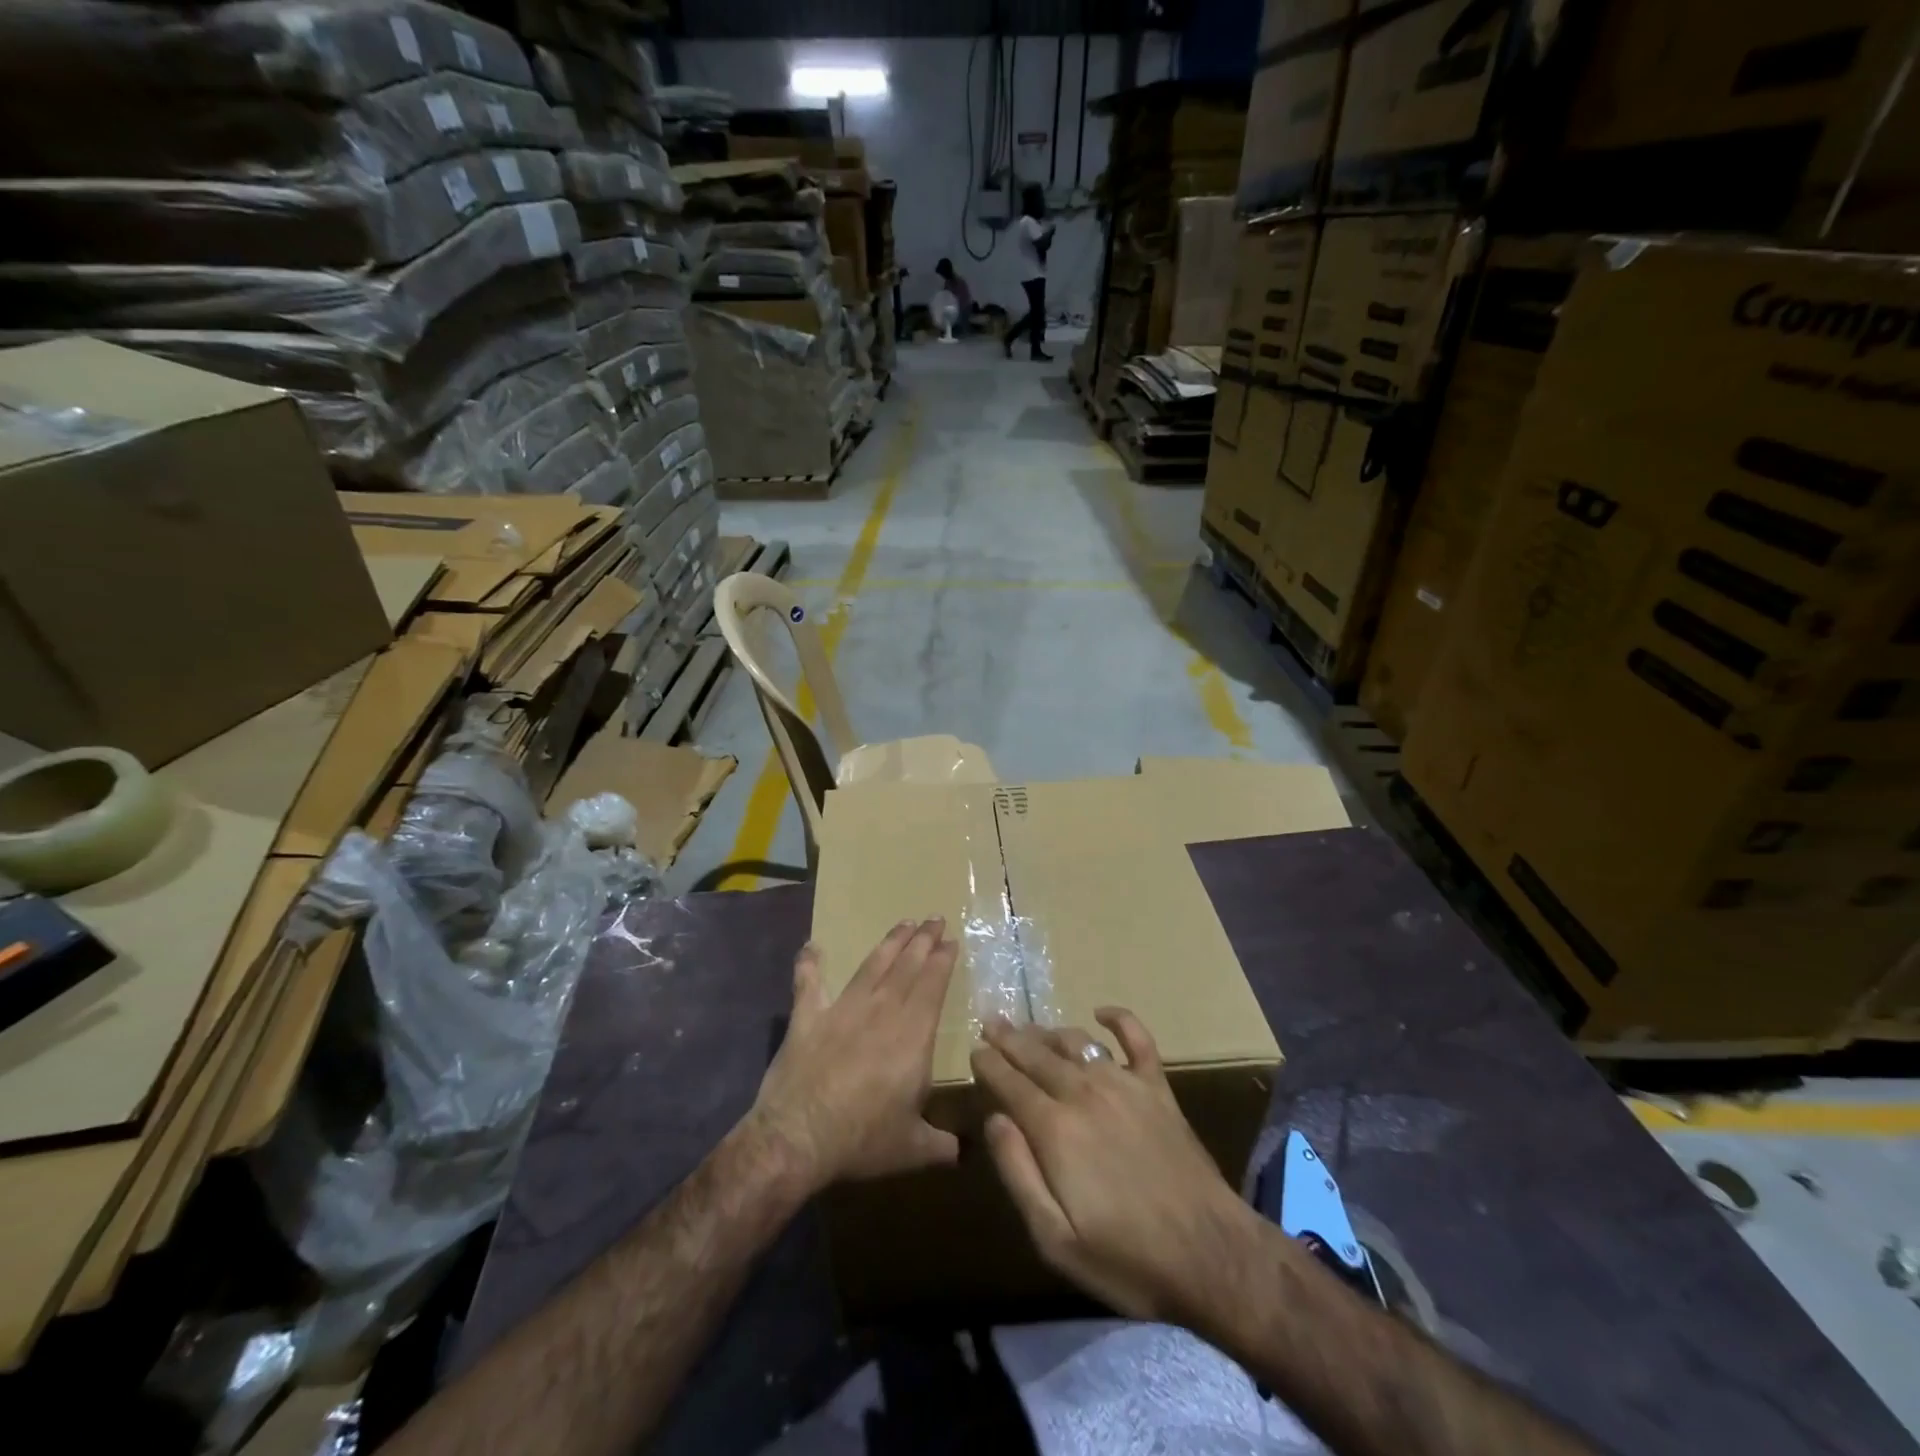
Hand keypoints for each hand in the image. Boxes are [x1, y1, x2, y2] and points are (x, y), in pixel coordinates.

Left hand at [748, 919, 959, 1192]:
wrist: (799, 1137)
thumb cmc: (863, 1140)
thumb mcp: (913, 1148)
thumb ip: (941, 1144)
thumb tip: (963, 1152)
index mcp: (913, 1035)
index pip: (933, 985)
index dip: (942, 960)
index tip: (950, 940)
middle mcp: (882, 1011)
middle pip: (907, 967)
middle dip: (923, 940)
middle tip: (933, 918)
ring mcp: (843, 1010)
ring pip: (872, 966)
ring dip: (889, 943)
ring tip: (903, 923)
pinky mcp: (808, 1017)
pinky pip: (808, 983)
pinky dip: (809, 964)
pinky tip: (811, 946)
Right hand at [971, 1009, 1258, 1324]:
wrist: (1211, 1256)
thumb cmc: (1127, 1259)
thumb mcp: (1055, 1239)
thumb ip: (1018, 1173)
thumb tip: (994, 1120)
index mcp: (1055, 1129)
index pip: (1011, 1083)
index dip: (989, 1064)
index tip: (975, 1049)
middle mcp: (1085, 1093)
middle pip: (1038, 1055)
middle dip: (1011, 1038)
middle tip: (992, 1022)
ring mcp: (1125, 1085)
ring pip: (1077, 1043)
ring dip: (1049, 1032)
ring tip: (1031, 1028)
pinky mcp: (1159, 1089)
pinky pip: (1137, 1039)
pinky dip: (1119, 1019)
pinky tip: (1102, 1012)